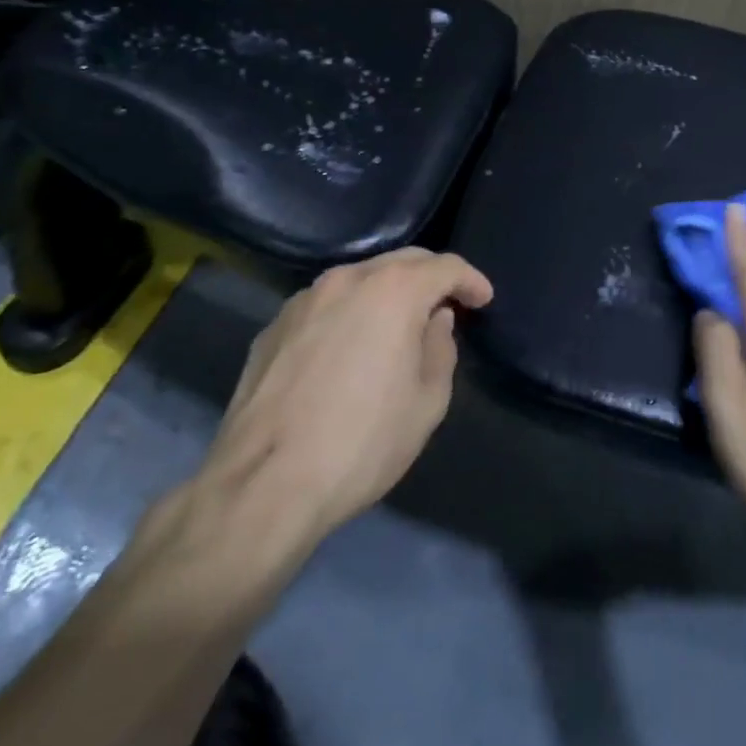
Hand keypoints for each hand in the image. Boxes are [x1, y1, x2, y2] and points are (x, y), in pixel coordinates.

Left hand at [182, 248, 492, 576]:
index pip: (445, 267)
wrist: (263, 485)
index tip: (483, 300)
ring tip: (397, 325)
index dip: (471, 280)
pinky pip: (325, 306)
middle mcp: (348, 279)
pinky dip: (348, 314)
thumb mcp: (427, 402)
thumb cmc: (361, 442)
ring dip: (387, 293)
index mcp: (393, 291)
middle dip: (430, 277)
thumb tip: (434, 321)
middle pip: (402, 261)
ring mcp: (304, 300)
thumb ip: (440, 349)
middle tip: (447, 305)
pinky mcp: (272, 327)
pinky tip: (348, 349)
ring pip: (359, 279)